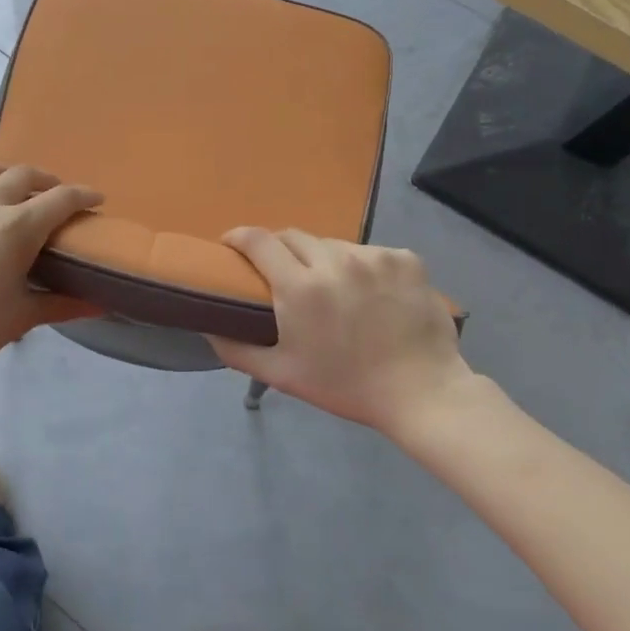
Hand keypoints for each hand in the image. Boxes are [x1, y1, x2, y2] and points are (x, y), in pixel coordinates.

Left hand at [0, 143, 102, 384]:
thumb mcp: (22, 317)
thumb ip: (63, 305)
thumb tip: (101, 304)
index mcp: (16, 228)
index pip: (61, 200)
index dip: (83, 195)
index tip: (95, 198)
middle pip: (21, 176)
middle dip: (42, 180)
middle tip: (49, 192)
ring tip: (2, 179)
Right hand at [207, 228, 495, 439]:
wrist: (423, 394)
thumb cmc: (347, 386)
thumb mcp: (283, 375)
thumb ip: (236, 349)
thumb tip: (206, 327)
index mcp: (300, 288)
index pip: (258, 240)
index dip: (238, 237)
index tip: (231, 246)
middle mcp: (334, 261)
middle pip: (293, 237)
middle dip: (279, 250)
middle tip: (281, 273)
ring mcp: (373, 256)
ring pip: (332, 244)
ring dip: (322, 259)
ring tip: (331, 287)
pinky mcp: (405, 258)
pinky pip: (369, 252)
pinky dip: (361, 266)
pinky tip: (370, 292)